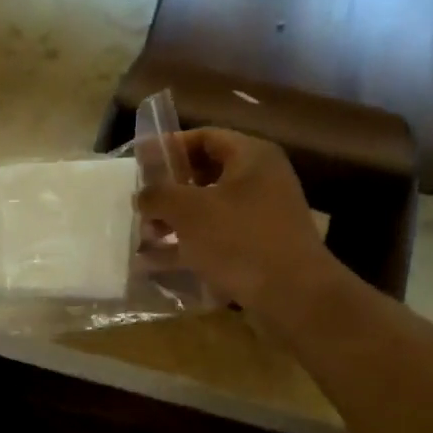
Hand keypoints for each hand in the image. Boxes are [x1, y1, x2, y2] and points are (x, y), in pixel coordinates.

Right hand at [138, 130, 336, 317]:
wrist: (293, 295)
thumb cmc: (239, 239)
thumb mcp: (188, 210)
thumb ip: (158, 195)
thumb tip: (141, 195)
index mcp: (251, 157)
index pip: (204, 137)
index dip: (169, 147)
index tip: (139, 163)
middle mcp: (260, 180)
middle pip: (205, 175)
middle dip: (169, 191)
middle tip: (140, 205)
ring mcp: (261, 217)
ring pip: (208, 210)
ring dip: (174, 221)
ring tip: (144, 237)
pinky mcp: (257, 248)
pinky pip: (216, 240)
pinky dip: (188, 247)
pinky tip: (156, 263)